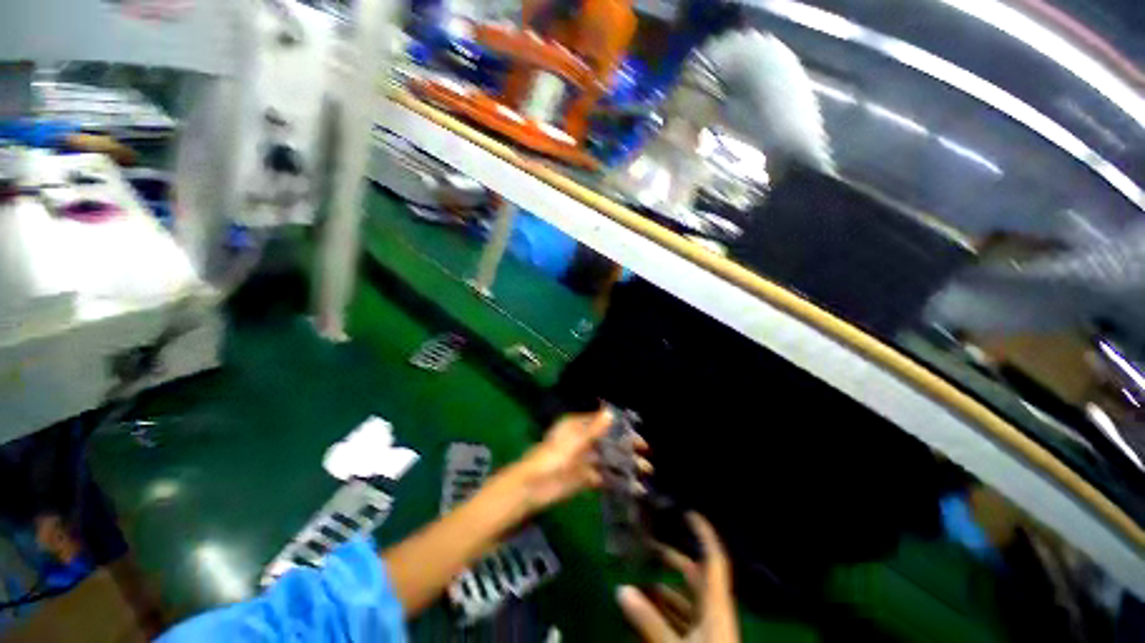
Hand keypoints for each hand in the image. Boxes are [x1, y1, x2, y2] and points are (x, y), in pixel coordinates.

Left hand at [513, 408, 648, 512]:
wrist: (534, 487)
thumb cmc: (554, 457)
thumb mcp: (575, 441)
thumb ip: (594, 429)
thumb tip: (610, 412)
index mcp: (577, 426)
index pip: (603, 423)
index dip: (621, 428)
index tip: (638, 437)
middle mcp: (582, 440)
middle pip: (608, 441)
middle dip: (626, 448)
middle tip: (645, 456)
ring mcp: (583, 459)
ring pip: (608, 459)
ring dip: (624, 465)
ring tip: (643, 472)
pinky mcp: (583, 478)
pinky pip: (603, 476)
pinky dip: (616, 480)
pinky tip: (632, 486)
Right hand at [618, 513, 738, 642]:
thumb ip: (648, 621)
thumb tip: (621, 589)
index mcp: (716, 606)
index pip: (713, 560)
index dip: (703, 534)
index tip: (688, 512)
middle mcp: (713, 613)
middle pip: (694, 576)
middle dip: (672, 560)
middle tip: (648, 545)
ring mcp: (707, 630)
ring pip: (684, 600)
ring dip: (662, 590)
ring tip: (637, 581)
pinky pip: (680, 621)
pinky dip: (663, 614)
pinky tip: (643, 613)